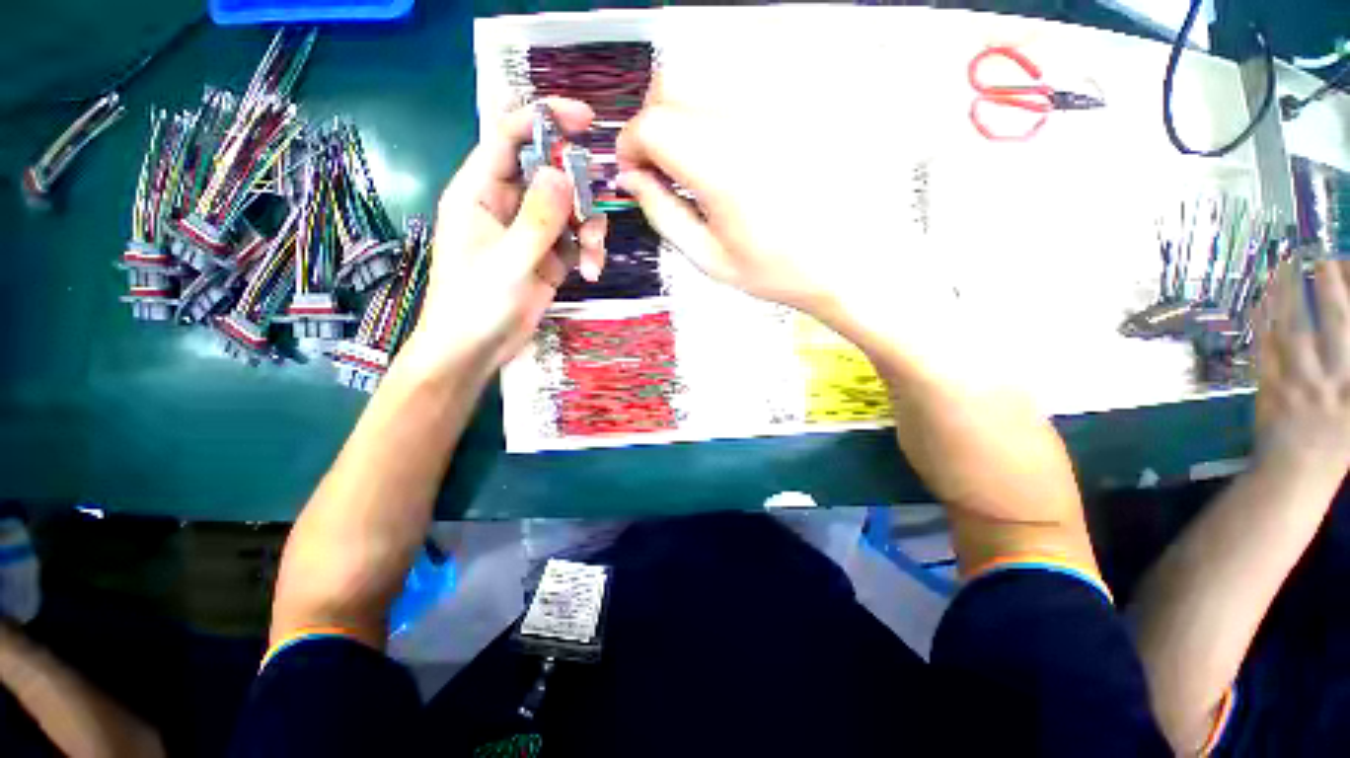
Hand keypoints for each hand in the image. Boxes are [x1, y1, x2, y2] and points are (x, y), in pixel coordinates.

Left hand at [402, 99, 607, 380]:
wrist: (475, 351)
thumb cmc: (475, 306)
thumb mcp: (508, 262)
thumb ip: (538, 218)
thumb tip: (564, 173)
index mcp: (479, 192)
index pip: (509, 136)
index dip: (544, 119)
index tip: (585, 120)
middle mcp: (505, 204)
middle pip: (550, 173)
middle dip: (579, 191)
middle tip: (594, 212)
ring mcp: (530, 232)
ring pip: (570, 209)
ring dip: (589, 229)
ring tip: (593, 258)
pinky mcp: (548, 257)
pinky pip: (576, 240)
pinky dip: (589, 252)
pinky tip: (592, 272)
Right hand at [615, 96, 937, 329]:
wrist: (849, 263)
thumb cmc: (781, 271)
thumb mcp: (710, 259)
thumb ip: (662, 215)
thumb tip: (632, 179)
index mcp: (723, 170)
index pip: (651, 124)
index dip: (630, 146)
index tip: (634, 170)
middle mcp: (751, 122)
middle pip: (674, 79)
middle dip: (654, 118)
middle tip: (663, 159)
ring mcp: (783, 103)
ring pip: (709, 63)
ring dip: (686, 100)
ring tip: (696, 145)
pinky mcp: (806, 97)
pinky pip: (752, 66)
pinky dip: (724, 90)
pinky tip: (731, 128)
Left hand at [1256, 259, 1349, 475]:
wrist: (1294, 476)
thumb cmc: (1336, 446)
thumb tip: (1343, 333)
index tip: (1346, 269)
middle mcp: (1335, 381)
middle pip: (1335, 327)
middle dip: (1329, 290)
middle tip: (1321, 259)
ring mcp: (1300, 385)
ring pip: (1295, 332)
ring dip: (1289, 300)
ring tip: (1283, 270)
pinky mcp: (1270, 389)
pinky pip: (1265, 351)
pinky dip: (1262, 326)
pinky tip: (1258, 304)